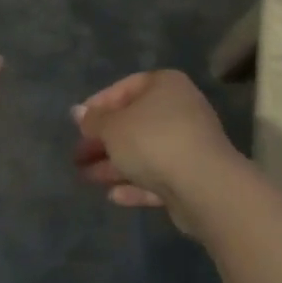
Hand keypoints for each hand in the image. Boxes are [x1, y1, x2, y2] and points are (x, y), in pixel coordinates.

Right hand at [72, 70, 240, 229]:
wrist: (204, 186)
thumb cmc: (153, 141)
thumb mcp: (113, 127)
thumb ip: (94, 120)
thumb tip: (78, 112)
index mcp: (165, 85)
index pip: (126, 88)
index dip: (98, 105)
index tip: (78, 124)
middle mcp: (181, 109)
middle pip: (134, 123)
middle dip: (104, 141)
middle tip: (77, 156)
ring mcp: (189, 145)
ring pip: (144, 153)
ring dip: (114, 166)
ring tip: (85, 178)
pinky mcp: (193, 178)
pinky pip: (158, 177)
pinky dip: (135, 184)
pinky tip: (113, 196)